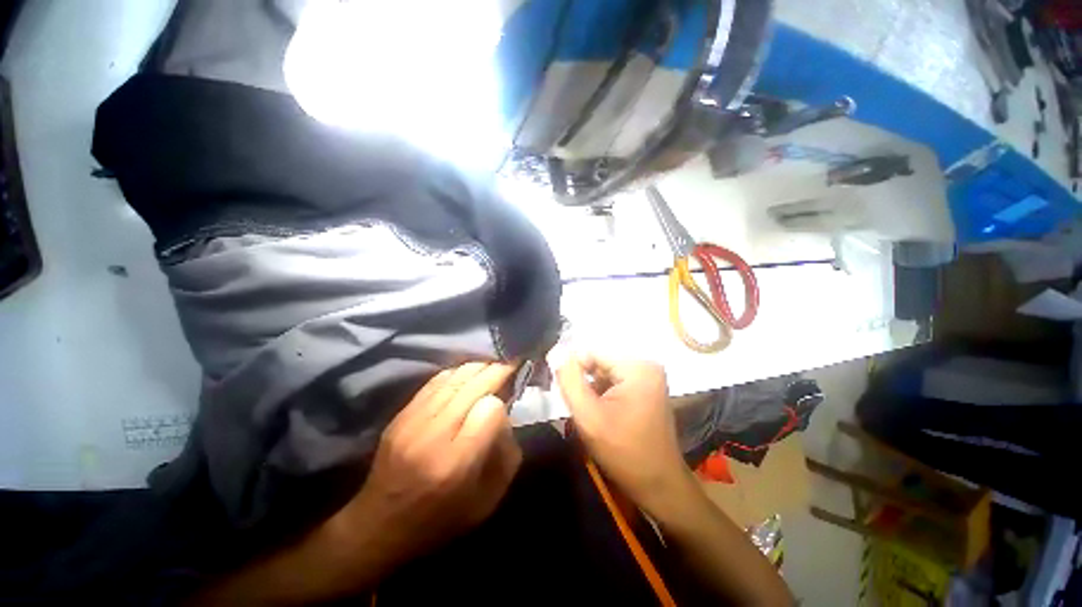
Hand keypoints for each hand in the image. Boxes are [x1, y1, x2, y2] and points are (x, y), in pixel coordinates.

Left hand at [335, 362, 521, 568]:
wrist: (378, 528)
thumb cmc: (439, 521)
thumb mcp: (487, 502)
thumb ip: (507, 458)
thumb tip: (507, 418)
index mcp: (456, 463)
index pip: (489, 410)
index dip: (502, 404)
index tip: (506, 408)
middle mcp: (433, 436)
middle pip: (472, 386)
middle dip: (496, 371)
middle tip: (511, 363)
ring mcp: (412, 422)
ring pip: (454, 378)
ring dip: (478, 367)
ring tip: (492, 364)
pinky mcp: (401, 416)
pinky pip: (435, 382)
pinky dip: (456, 373)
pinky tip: (467, 373)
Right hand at [557, 355, 693, 516]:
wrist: (659, 485)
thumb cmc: (624, 453)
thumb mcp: (589, 416)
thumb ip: (569, 381)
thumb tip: (555, 353)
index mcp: (636, 367)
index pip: (591, 353)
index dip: (572, 369)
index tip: (564, 391)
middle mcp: (646, 365)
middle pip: (599, 362)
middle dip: (584, 382)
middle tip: (581, 408)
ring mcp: (648, 376)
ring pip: (605, 373)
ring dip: (592, 389)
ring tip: (592, 413)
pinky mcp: (646, 387)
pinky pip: (615, 381)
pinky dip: (603, 394)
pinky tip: (603, 414)